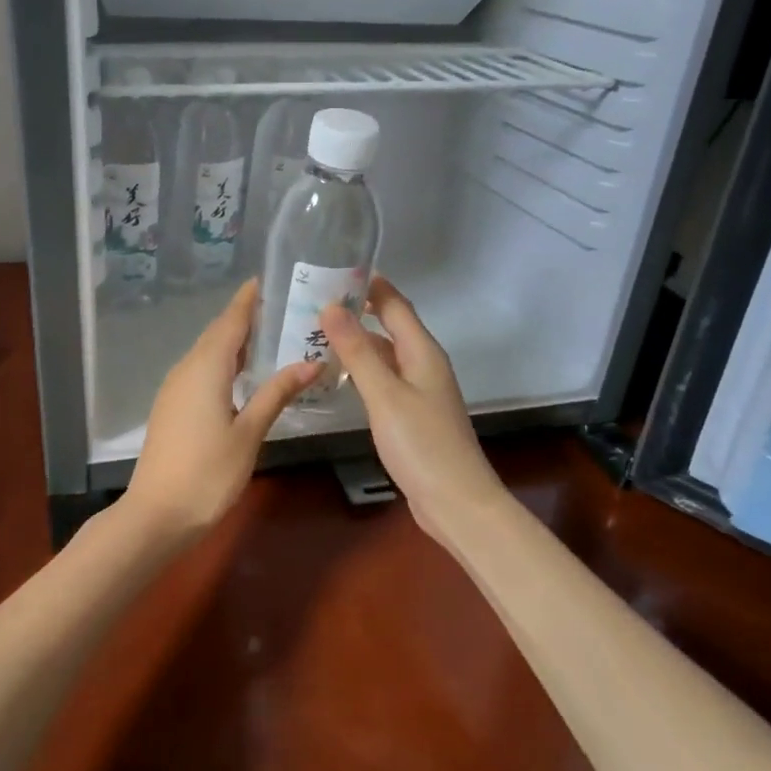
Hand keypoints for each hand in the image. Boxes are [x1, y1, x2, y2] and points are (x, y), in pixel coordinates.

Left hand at [118, 280, 318, 545]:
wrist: (157, 514)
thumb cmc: (208, 473)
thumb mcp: (249, 432)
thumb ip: (277, 393)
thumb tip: (311, 362)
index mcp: (206, 368)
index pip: (230, 322)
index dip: (248, 300)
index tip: (266, 279)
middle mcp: (186, 369)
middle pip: (217, 333)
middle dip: (245, 317)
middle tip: (280, 306)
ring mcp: (175, 388)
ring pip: (207, 352)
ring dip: (234, 341)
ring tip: (268, 334)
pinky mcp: (172, 407)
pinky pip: (200, 370)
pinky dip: (223, 361)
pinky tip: (241, 373)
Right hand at [319, 277, 508, 541]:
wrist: (456, 502)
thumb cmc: (422, 444)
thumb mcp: (385, 394)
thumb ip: (358, 351)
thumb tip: (331, 307)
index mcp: (423, 352)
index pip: (395, 305)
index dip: (369, 284)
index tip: (334, 268)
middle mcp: (424, 364)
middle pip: (390, 326)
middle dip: (357, 311)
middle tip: (314, 301)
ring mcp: (420, 390)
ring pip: (385, 354)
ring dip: (356, 342)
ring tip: (316, 333)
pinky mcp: (412, 414)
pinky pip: (384, 378)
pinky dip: (362, 370)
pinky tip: (338, 375)